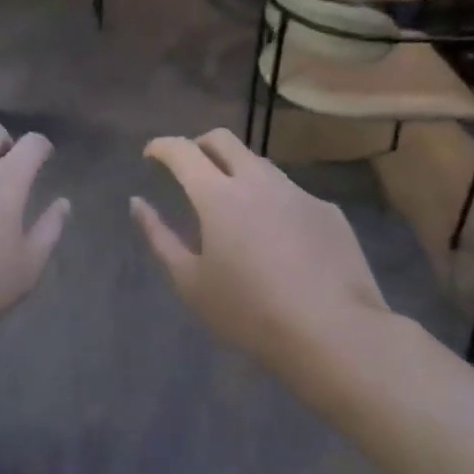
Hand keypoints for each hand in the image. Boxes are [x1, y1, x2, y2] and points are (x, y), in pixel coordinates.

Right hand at [132, 129, 389, 383]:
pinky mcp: (327, 211)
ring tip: (233, 208)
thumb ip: (159, 237)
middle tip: (190, 169)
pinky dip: (272, 202)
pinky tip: (279, 240)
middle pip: (223, 139)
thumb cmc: (250, 312)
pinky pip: (291, 194)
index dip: (162, 146)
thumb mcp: (191, 282)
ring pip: (259, 164)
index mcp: (218, 194)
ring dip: (237, 172)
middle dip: (199, 145)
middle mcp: (257, 180)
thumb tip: (138, 203)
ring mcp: (297, 192)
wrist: (336, 333)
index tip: (151, 155)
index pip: (182, 150)